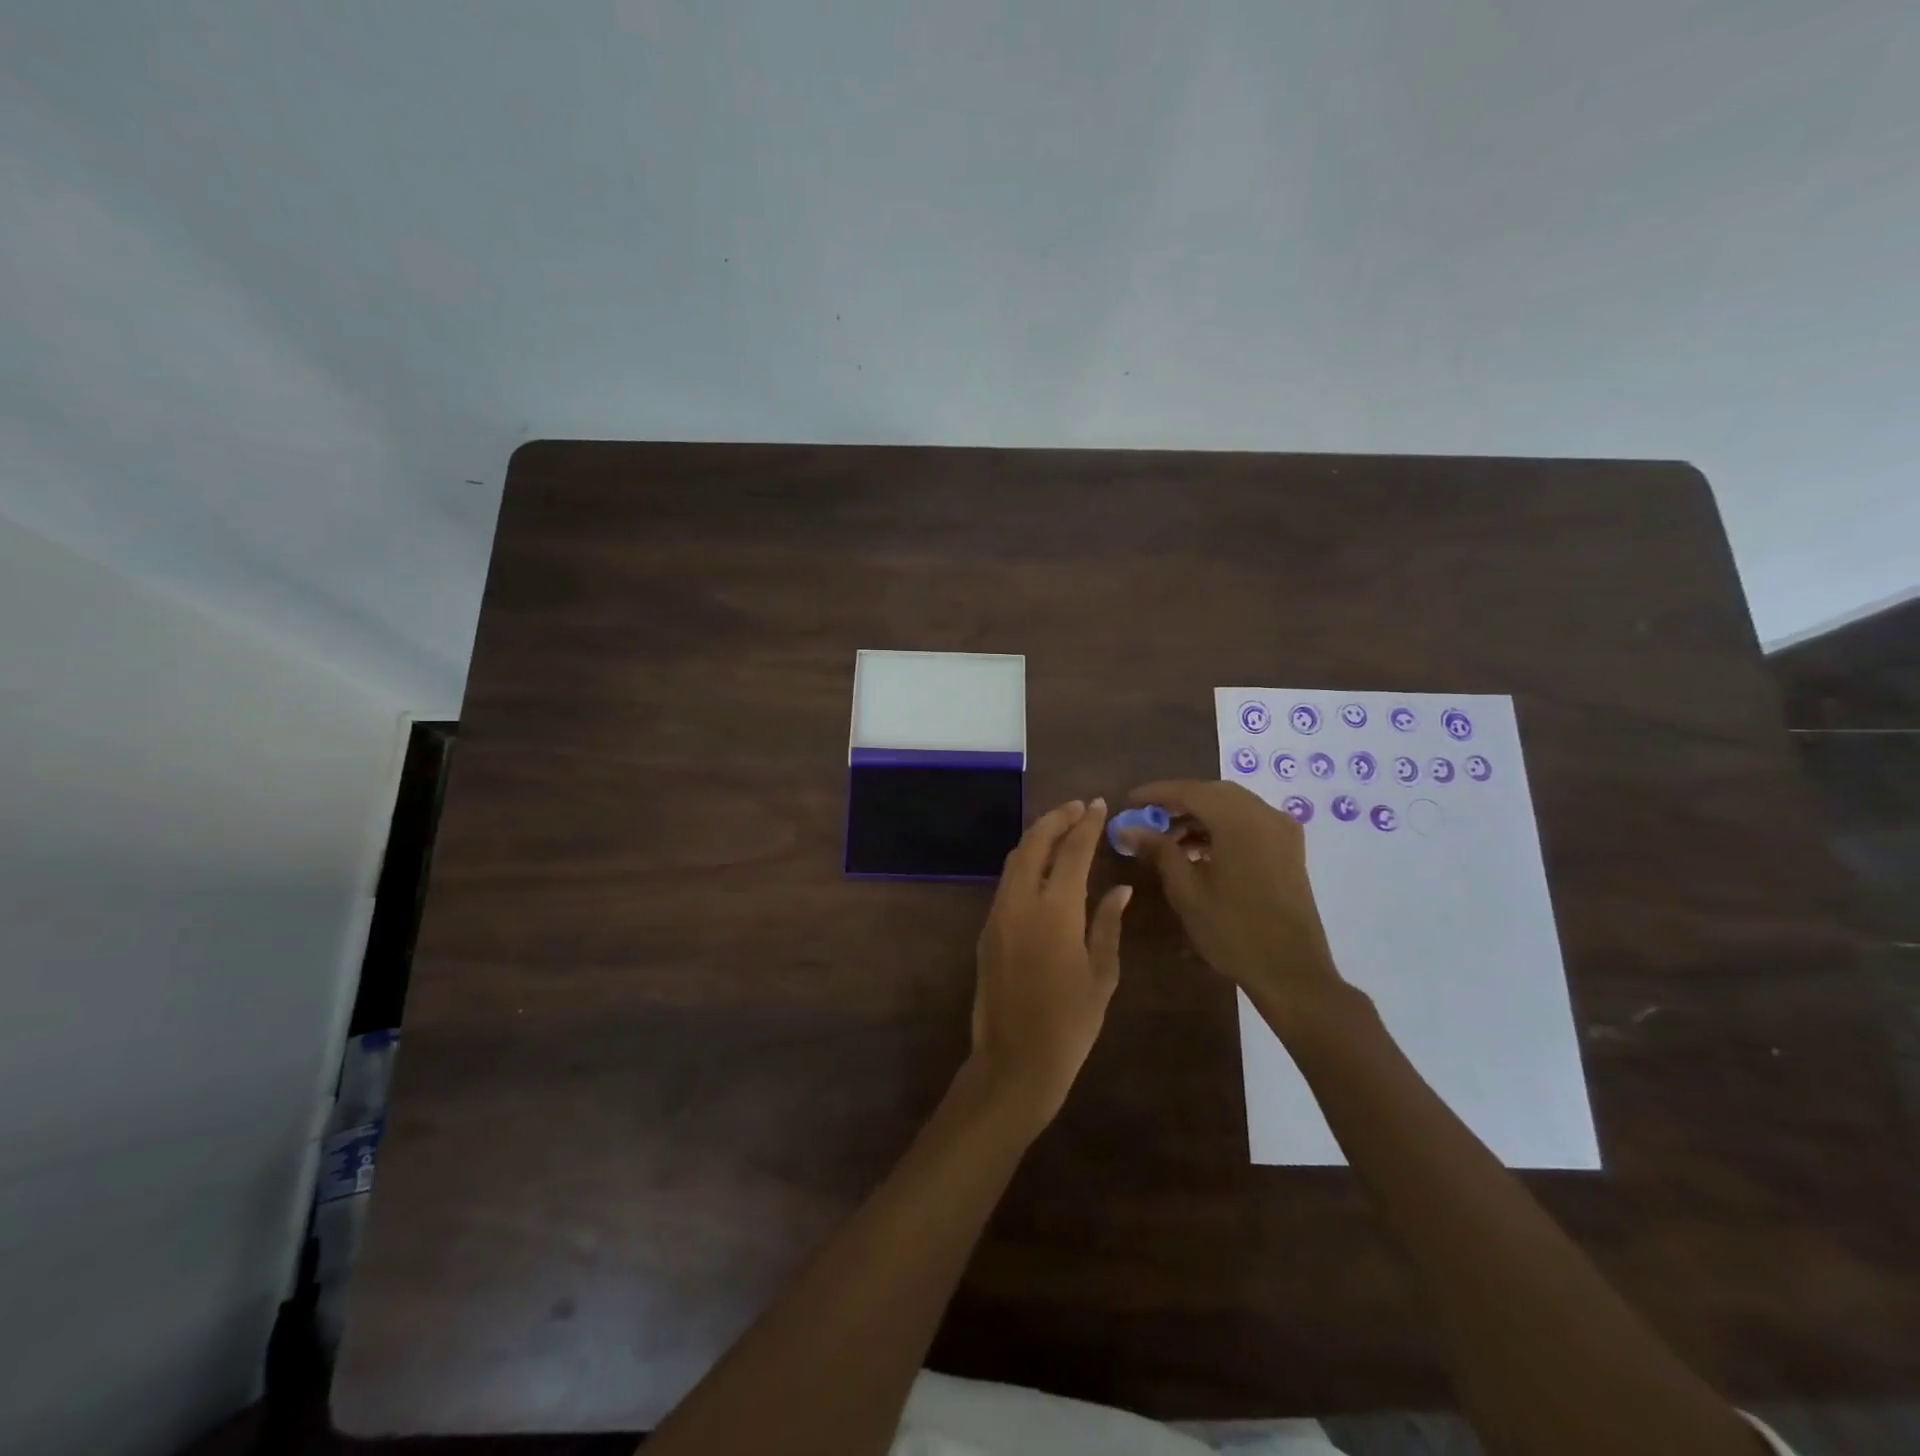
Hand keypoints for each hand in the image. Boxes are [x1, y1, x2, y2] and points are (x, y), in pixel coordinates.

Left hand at [966, 798, 1130, 1134]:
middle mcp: (1020, 902)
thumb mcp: (1102, 974)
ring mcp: (998, 915)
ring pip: (1015, 860)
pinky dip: (1025, 862)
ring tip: (1062, 828)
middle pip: (1034, 844)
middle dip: (1056, 819)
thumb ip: (1108, 924)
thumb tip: (1120, 889)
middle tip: (1078, 807)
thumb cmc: (1070, 1024)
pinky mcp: (986, 930)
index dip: (1086, 824)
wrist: (1014, 1062)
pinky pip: (1006, 882)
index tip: (1098, 804)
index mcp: (1055, 911)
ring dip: (1038, 838)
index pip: (1072, 852)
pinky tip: (1042, 867)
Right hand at [1119, 780, 1343, 1013]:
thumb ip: (1158, 850)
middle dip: (1178, 801)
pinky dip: (1221, 827)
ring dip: (1199, 815)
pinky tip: (1198, 851)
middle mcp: (1264, 815)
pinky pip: (1249, 822)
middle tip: (1147, 817)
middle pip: (1213, 793)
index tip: (1128, 801)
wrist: (1291, 972)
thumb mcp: (1187, 890)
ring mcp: (1281, 831)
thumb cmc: (1233, 931)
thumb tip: (1127, 829)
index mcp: (1239, 821)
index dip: (1156, 793)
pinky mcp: (1289, 848)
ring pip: (1232, 806)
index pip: (1190, 791)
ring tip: (1168, 839)